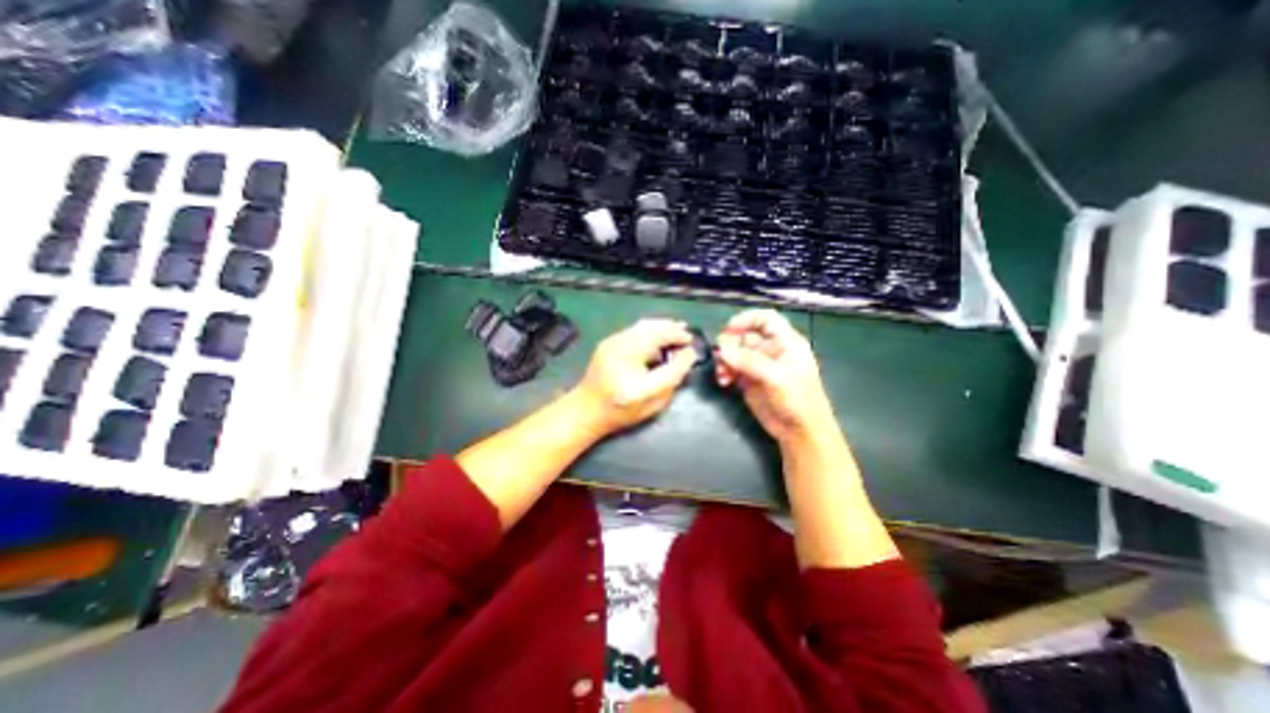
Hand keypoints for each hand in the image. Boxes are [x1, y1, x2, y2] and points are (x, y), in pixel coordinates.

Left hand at [575, 316, 698, 440]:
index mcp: (630, 367)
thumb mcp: (653, 402)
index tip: (692, 344)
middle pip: (651, 329)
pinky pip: (635, 329)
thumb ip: (673, 376)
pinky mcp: (609, 341)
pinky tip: (659, 336)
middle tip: (687, 333)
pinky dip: (650, 330)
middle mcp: (619, 348)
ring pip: (643, 325)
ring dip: (662, 326)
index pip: (662, 349)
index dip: (679, 342)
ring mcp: (611, 342)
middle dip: (671, 328)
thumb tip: (687, 354)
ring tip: (677, 330)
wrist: (587, 409)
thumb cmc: (622, 411)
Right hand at [718, 309, 839, 443]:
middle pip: (745, 335)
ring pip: (735, 352)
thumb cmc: (797, 401)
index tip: (728, 329)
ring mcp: (759, 365)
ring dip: (724, 359)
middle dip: (730, 344)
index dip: (746, 319)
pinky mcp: (749, 380)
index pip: (765, 319)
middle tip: (720, 356)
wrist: (799, 432)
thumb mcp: (777, 378)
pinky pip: (731, 368)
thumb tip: (722, 350)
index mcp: (786, 342)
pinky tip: (723, 381)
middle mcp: (771, 350)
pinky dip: (724, 371)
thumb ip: (749, 361)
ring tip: (722, 374)